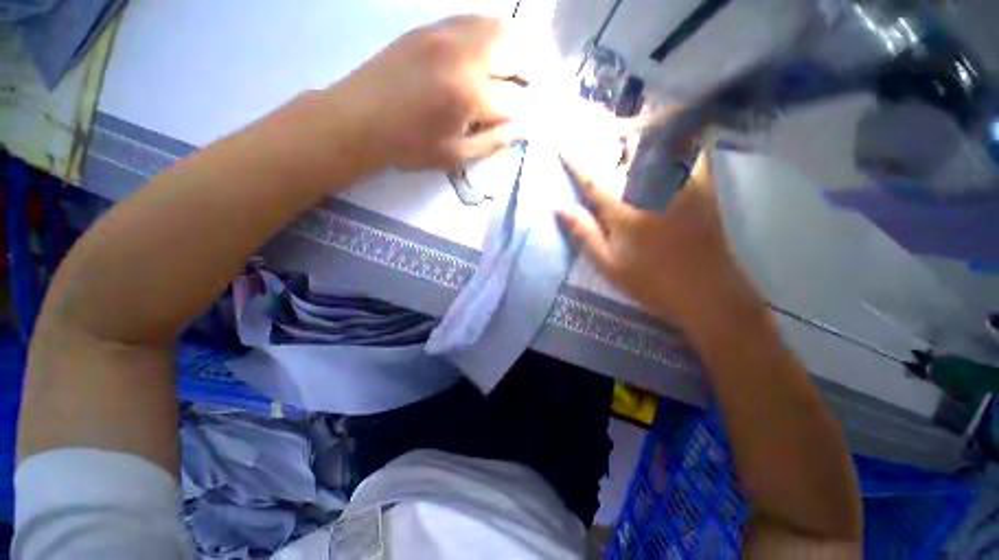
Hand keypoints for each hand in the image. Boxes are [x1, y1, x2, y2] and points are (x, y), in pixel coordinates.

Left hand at [331, 16, 536, 172]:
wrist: (359, 118)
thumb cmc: (408, 146)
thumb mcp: (454, 155)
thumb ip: (492, 141)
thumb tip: (522, 128)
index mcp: (468, 94)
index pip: (516, 100)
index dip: (531, 112)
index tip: (537, 119)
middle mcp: (464, 55)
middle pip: (518, 50)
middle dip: (536, 71)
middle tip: (541, 88)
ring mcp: (447, 34)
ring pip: (501, 27)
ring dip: (520, 47)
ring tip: (524, 70)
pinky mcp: (432, 27)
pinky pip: (477, 21)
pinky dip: (496, 35)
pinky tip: (497, 53)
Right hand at [558, 148, 758, 327]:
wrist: (706, 292)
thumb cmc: (651, 282)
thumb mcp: (609, 264)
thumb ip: (585, 233)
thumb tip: (560, 208)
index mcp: (626, 211)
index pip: (594, 177)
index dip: (576, 160)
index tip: (563, 146)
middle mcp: (654, 188)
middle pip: (630, 147)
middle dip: (612, 131)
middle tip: (598, 128)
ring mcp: (683, 182)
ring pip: (662, 139)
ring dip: (643, 128)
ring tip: (630, 130)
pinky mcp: (704, 184)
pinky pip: (691, 148)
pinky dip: (677, 137)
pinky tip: (666, 141)